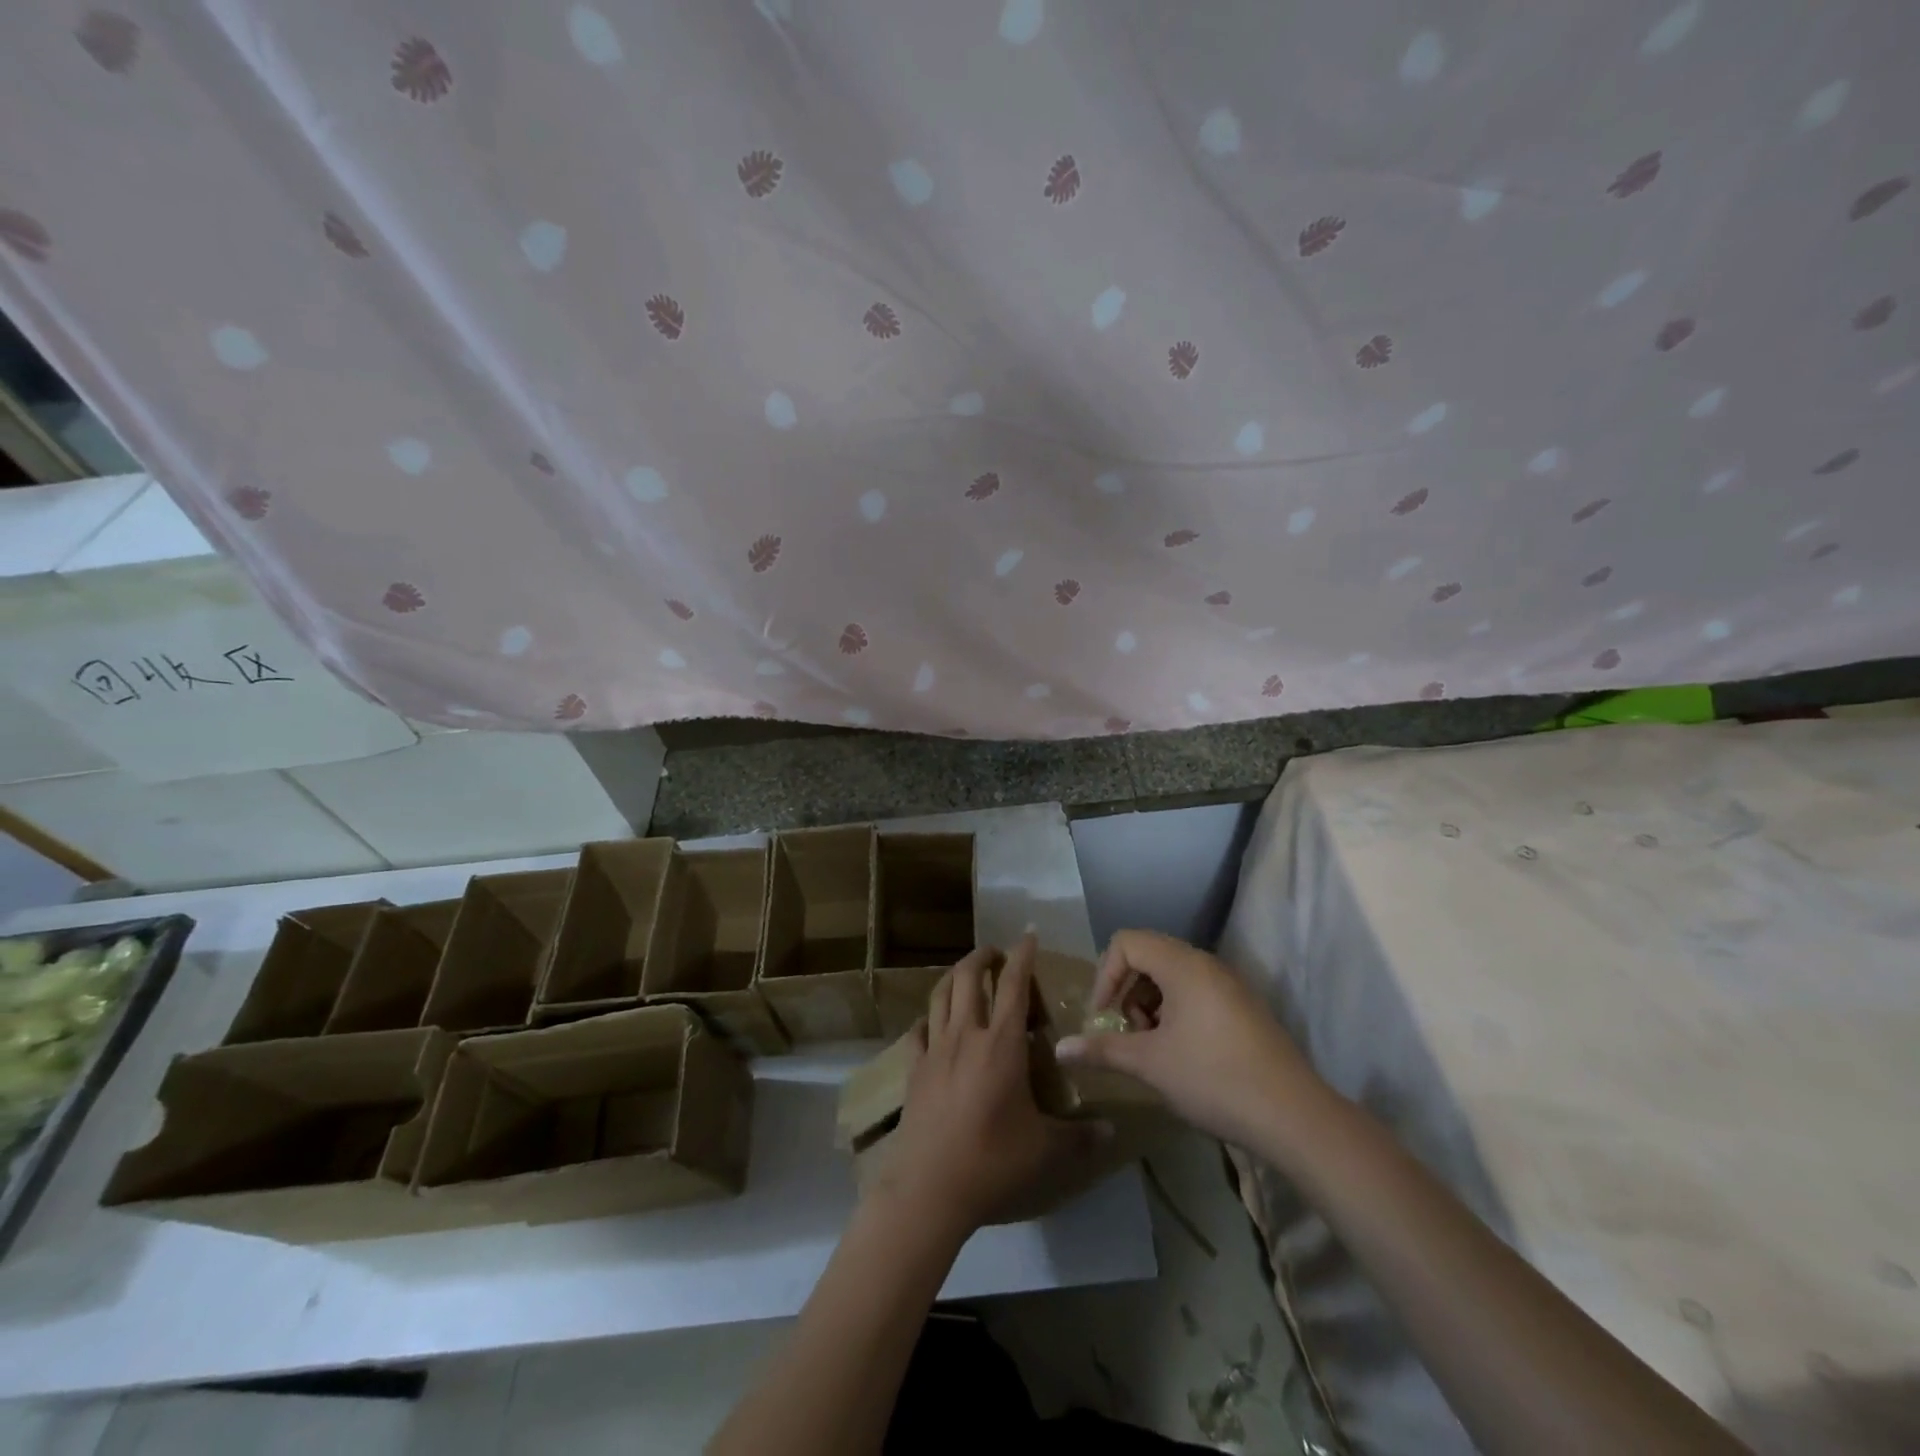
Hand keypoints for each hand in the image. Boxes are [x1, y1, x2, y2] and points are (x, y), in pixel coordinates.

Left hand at [869, 937, 1105, 1235]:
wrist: (930, 1187)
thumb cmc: (993, 1161)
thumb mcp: (1045, 1151)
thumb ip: (1080, 1137)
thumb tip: (1112, 1132)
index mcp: (1002, 1044)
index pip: (1014, 985)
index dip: (1023, 956)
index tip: (1028, 935)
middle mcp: (966, 1035)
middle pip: (969, 977)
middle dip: (983, 956)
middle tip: (996, 953)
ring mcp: (935, 1049)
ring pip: (940, 995)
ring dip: (954, 977)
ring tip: (966, 975)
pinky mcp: (913, 1068)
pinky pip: (918, 1030)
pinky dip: (928, 1018)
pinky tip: (933, 1023)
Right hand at [1055, 929, 1329, 1150]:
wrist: (1293, 1116)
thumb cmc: (1214, 1079)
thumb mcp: (1150, 1064)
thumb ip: (1102, 1049)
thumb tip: (1060, 1049)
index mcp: (1183, 965)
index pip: (1127, 942)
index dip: (1106, 975)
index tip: (1103, 1017)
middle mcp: (1206, 964)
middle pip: (1149, 954)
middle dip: (1128, 990)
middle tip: (1130, 1032)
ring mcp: (1229, 984)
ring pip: (1172, 974)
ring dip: (1151, 1002)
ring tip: (1154, 1046)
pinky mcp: (1244, 1007)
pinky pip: (1196, 991)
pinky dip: (1176, 1010)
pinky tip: (1182, 1053)